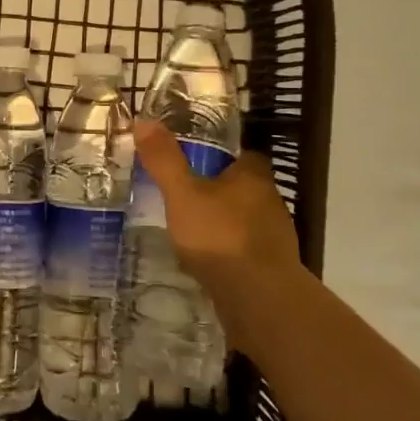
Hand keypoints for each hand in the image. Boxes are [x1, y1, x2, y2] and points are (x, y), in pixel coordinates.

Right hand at [132, 120, 301, 309]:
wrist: (259, 299)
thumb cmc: (220, 236)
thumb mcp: (182, 194)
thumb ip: (165, 160)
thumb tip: (144, 120)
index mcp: (253, 177)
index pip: (245, 156)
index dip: (225, 157)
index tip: (200, 161)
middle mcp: (271, 202)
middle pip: (246, 188)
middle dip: (222, 191)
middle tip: (188, 195)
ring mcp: (275, 238)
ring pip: (247, 221)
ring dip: (226, 223)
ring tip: (194, 230)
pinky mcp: (272, 269)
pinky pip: (247, 251)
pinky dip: (230, 253)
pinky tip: (208, 262)